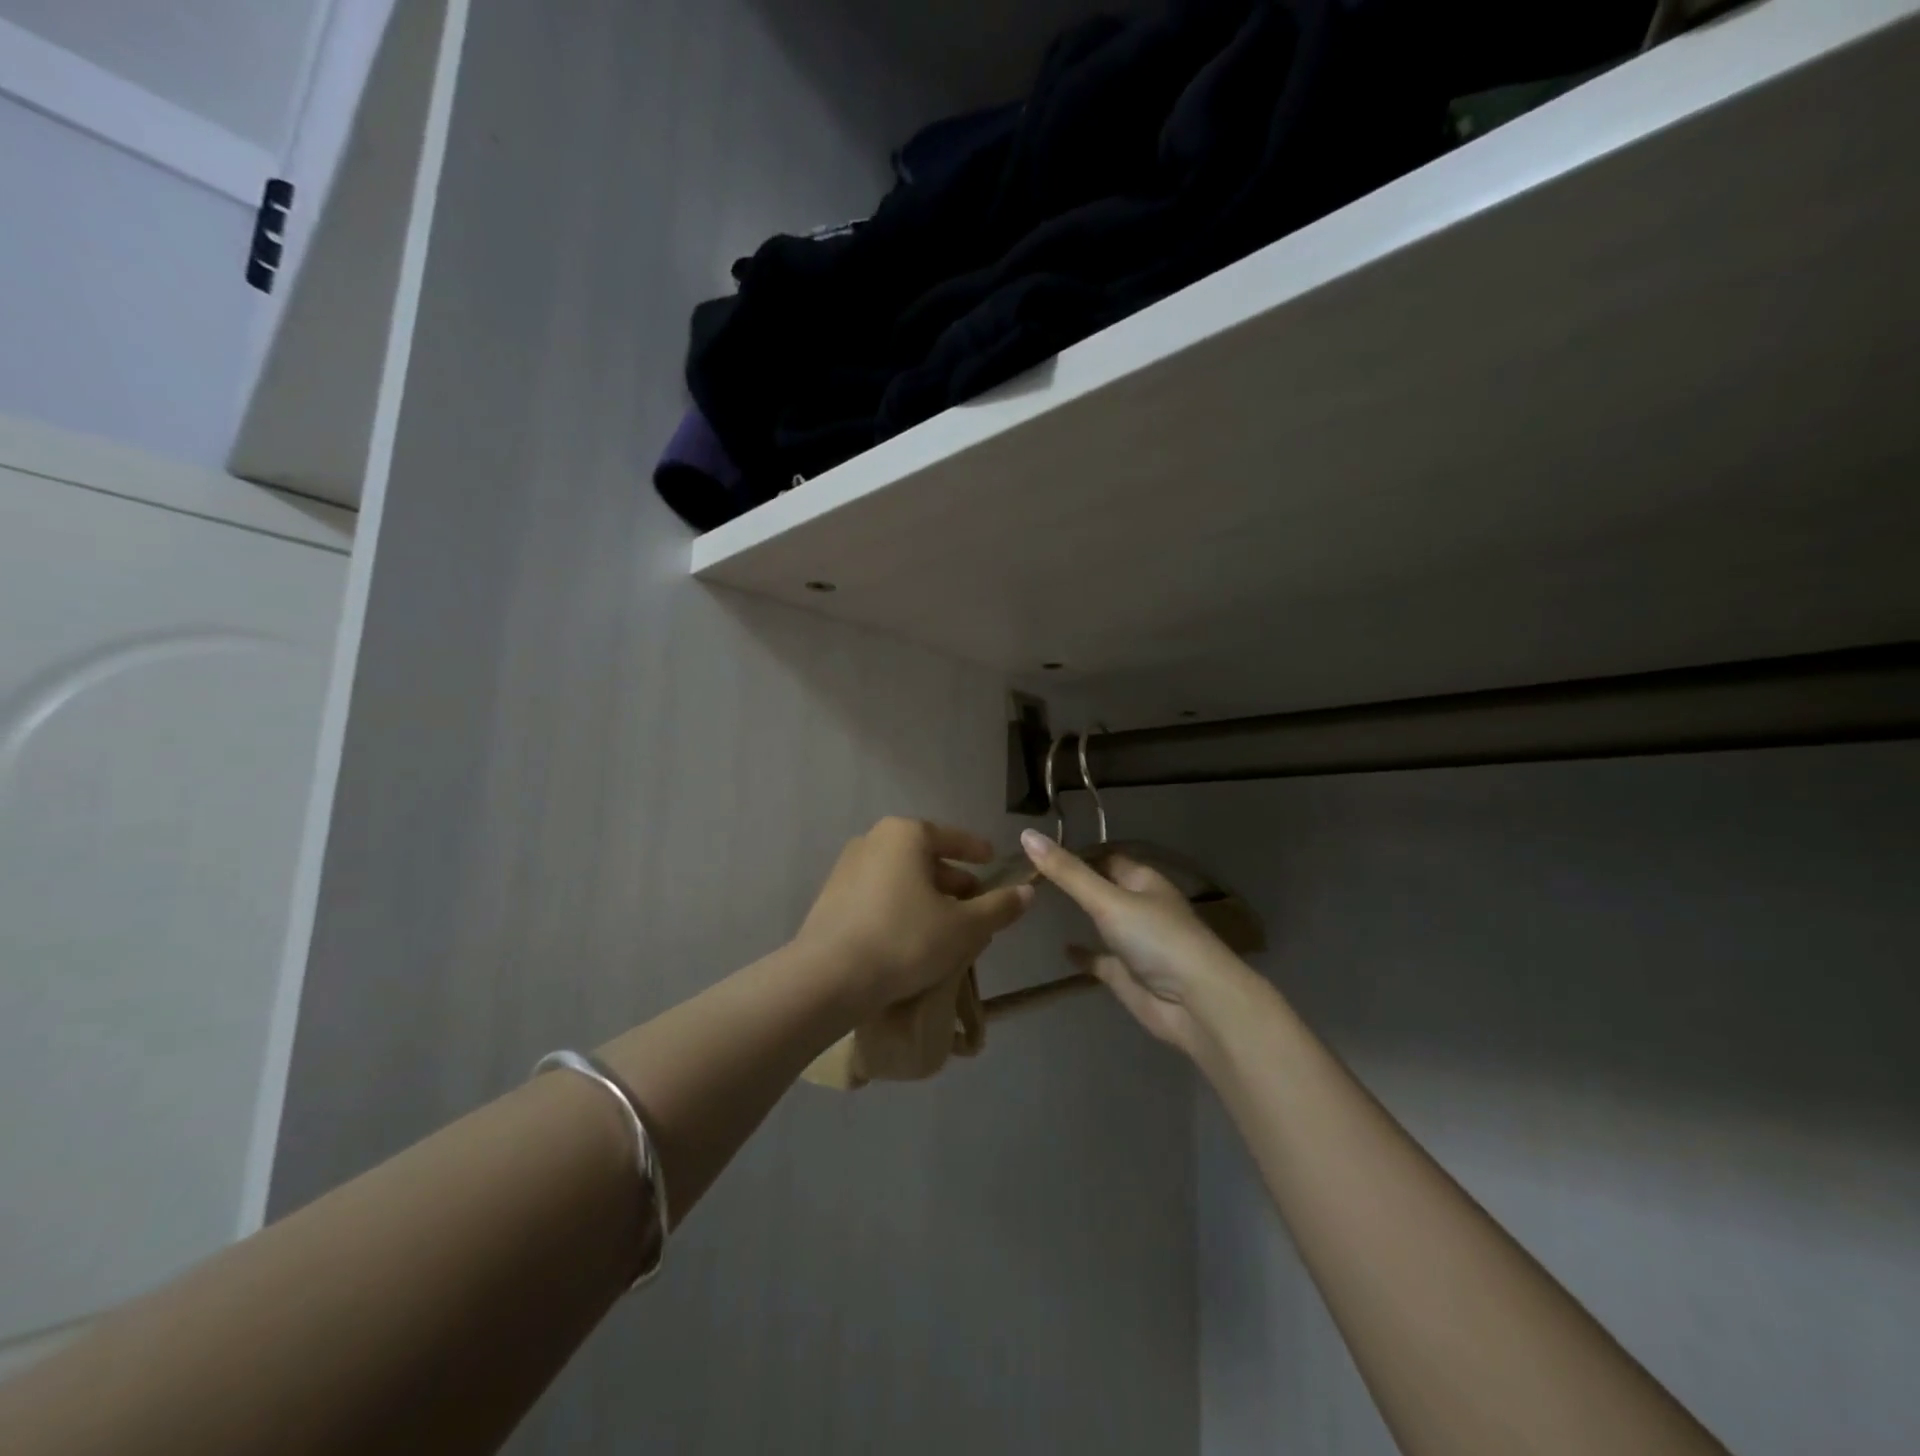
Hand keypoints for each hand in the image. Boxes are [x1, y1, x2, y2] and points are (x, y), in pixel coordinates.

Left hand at [796, 818, 1033, 1016]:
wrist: (828, 978)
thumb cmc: (905, 940)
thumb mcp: (964, 927)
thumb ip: (999, 907)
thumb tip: (1027, 893)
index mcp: (906, 835)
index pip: (952, 837)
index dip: (976, 851)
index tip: (992, 860)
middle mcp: (873, 841)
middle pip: (924, 857)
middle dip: (952, 880)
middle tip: (974, 904)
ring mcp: (847, 868)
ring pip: (900, 877)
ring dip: (926, 896)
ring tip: (946, 926)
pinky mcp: (831, 898)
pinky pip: (878, 895)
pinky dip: (900, 907)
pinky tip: (911, 937)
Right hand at [1020, 828, 1254, 1055]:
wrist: (1195, 1003)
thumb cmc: (1155, 939)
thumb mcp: (1107, 900)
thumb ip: (1067, 873)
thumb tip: (1027, 834)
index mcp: (1143, 881)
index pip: (1104, 857)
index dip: (1075, 853)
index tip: (1037, 851)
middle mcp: (1140, 906)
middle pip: (1102, 887)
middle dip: (1074, 881)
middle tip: (1029, 875)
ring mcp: (1134, 942)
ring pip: (1101, 922)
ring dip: (1078, 915)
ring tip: (1038, 904)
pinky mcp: (1127, 974)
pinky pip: (1100, 958)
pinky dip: (1083, 953)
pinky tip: (1061, 949)